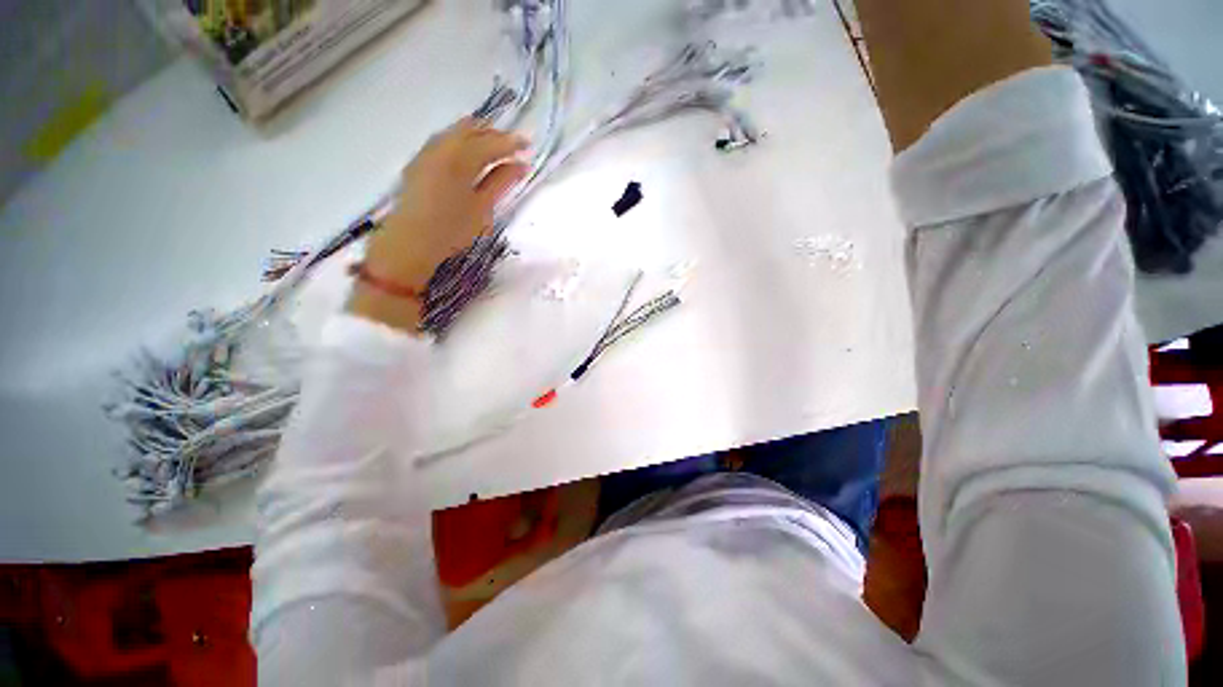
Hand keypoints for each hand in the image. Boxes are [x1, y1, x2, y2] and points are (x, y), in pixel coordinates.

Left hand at [349, 118, 528, 331]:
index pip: (490, 143)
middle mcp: (441, 148)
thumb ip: (501, 183)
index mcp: (460, 160)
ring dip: (477, 135)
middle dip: (494, 134)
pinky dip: (461, 140)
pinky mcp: (418, 161)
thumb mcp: (482, 208)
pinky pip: (443, 139)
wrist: (410, 242)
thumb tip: (521, 165)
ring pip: (455, 132)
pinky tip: (468, 152)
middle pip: (472, 130)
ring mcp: (427, 152)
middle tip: (514, 145)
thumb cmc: (451, 230)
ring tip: (495, 146)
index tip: (528, 144)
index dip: (511, 142)